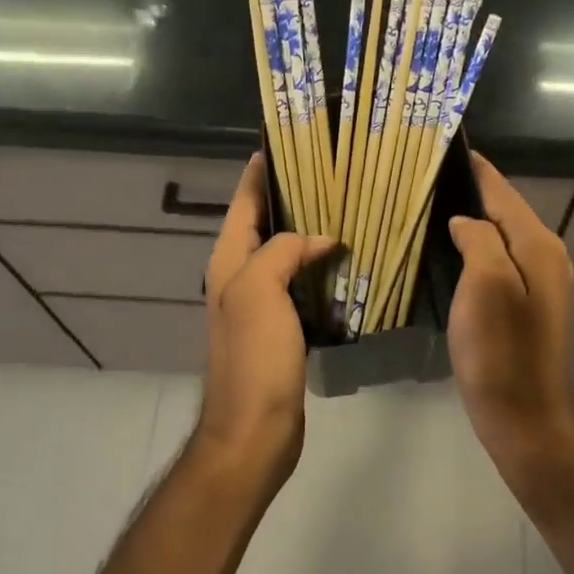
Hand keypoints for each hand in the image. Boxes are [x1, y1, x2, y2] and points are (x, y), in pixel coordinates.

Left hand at [200, 154, 335, 479]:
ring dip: (307, 231)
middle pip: (264, 223)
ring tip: (344, 209)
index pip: (243, 202)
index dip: (259, 171)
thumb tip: (318, 239)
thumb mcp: (261, 291)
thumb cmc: (253, 356)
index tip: (283, 143)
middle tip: (331, 174)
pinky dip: (317, 266)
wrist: (255, 430)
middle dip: (291, 197)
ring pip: (284, 252)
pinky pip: (299, 282)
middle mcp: (239, 275)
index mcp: (229, 260)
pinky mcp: (280, 326)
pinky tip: (344, 261)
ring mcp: (259, 302)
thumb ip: (283, 251)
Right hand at [446, 153, 573, 481]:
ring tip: (433, 204)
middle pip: (505, 210)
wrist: (524, 419)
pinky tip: (451, 248)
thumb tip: (466, 221)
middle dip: (472, 190)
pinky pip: (498, 260)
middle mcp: (546, 257)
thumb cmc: (501, 351)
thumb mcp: (487, 285)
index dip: (476, 169)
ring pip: (501, 235)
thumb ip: (480, 239)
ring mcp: (539, 284)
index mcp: (539, 245)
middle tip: (429, 175)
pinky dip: (476, 246)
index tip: (448, 146)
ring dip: (473, 217)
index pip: (503, 192)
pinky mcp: (526, 306)